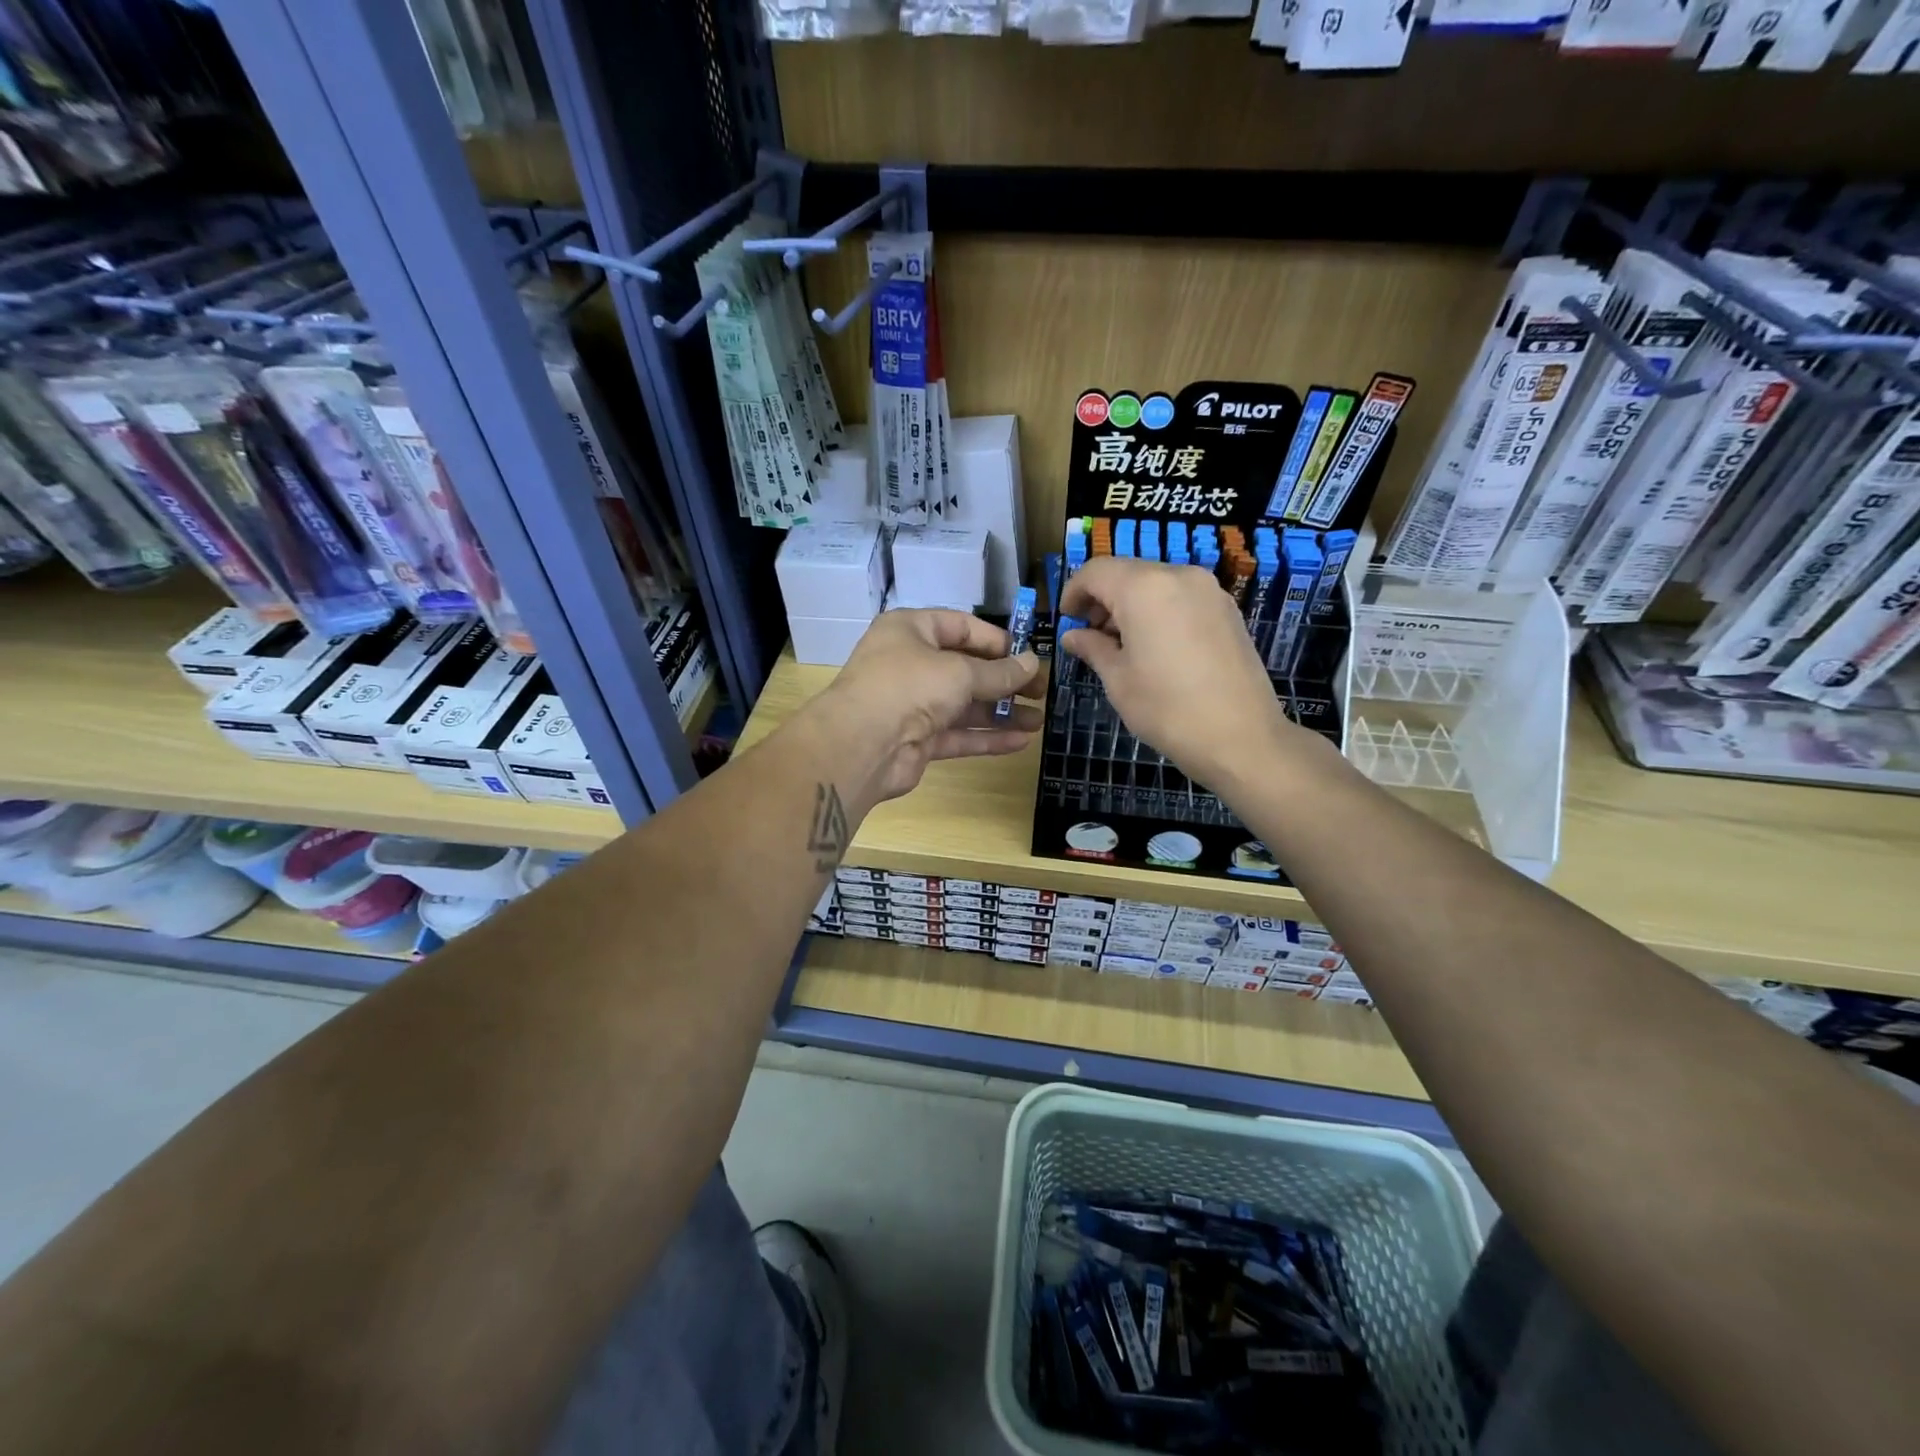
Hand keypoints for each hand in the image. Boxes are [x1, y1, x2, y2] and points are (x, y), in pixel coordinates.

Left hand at [811, 609, 1043, 802]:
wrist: (861, 745)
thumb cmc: (909, 686)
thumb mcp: (959, 672)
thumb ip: (999, 672)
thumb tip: (1031, 664)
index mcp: (911, 631)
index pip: (960, 626)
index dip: (996, 640)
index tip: (1028, 656)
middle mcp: (909, 663)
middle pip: (965, 668)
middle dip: (1004, 681)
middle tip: (1041, 691)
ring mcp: (912, 704)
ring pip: (964, 705)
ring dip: (1000, 713)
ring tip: (1038, 720)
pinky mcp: (917, 740)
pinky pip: (958, 734)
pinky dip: (986, 737)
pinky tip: (1020, 742)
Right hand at [1059, 557, 1309, 789]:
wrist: (1241, 738)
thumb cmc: (1167, 709)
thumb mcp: (1118, 680)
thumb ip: (1092, 648)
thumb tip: (1073, 636)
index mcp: (1144, 588)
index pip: (1096, 571)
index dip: (1074, 591)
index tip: (1066, 619)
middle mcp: (1178, 576)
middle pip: (1127, 572)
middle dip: (1102, 598)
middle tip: (1090, 635)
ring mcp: (1208, 590)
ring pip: (1155, 583)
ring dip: (1131, 604)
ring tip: (1121, 644)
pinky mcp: (1227, 609)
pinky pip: (1180, 597)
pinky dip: (1158, 610)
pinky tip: (1155, 646)